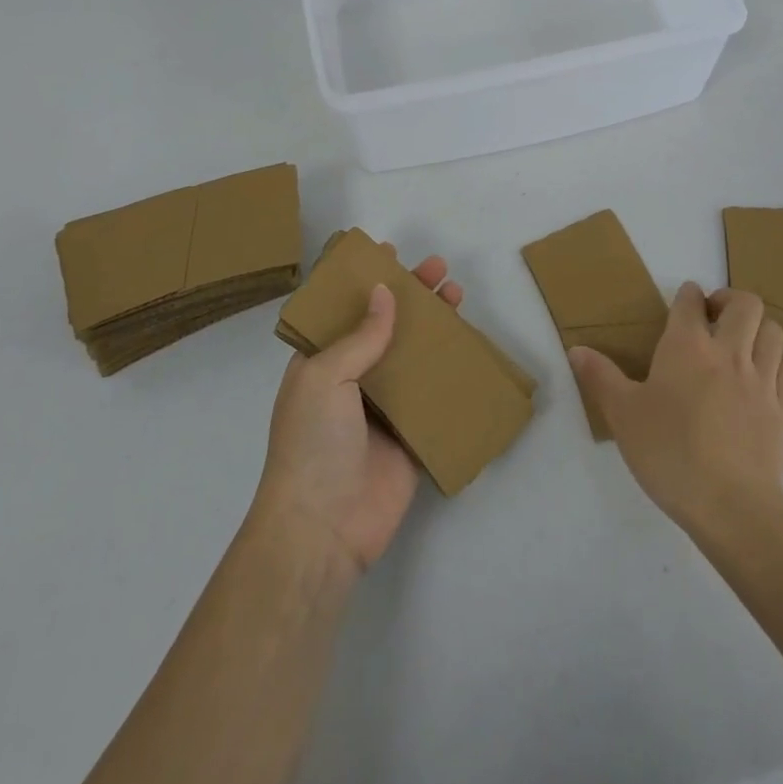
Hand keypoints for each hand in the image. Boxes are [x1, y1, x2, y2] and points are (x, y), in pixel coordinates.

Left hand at [252, 250, 462, 574]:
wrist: (323, 529)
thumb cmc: (312, 443)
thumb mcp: (325, 377)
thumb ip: (360, 336)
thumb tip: (384, 291)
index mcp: (321, 363)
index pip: (346, 311)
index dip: (366, 281)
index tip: (391, 254)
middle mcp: (352, 380)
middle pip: (387, 328)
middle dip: (412, 296)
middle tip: (440, 270)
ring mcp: (383, 409)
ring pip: (414, 357)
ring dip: (435, 328)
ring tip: (459, 297)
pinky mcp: (410, 437)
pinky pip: (433, 397)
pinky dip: (451, 373)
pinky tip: (470, 351)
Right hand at [569, 282, 782, 534]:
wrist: (731, 507)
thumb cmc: (670, 453)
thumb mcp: (623, 415)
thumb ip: (600, 377)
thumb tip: (576, 349)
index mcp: (687, 347)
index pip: (691, 301)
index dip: (687, 294)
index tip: (683, 301)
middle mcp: (729, 353)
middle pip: (746, 304)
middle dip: (730, 301)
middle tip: (714, 317)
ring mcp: (762, 381)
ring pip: (773, 332)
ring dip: (757, 329)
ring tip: (740, 345)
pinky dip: (777, 364)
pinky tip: (763, 379)